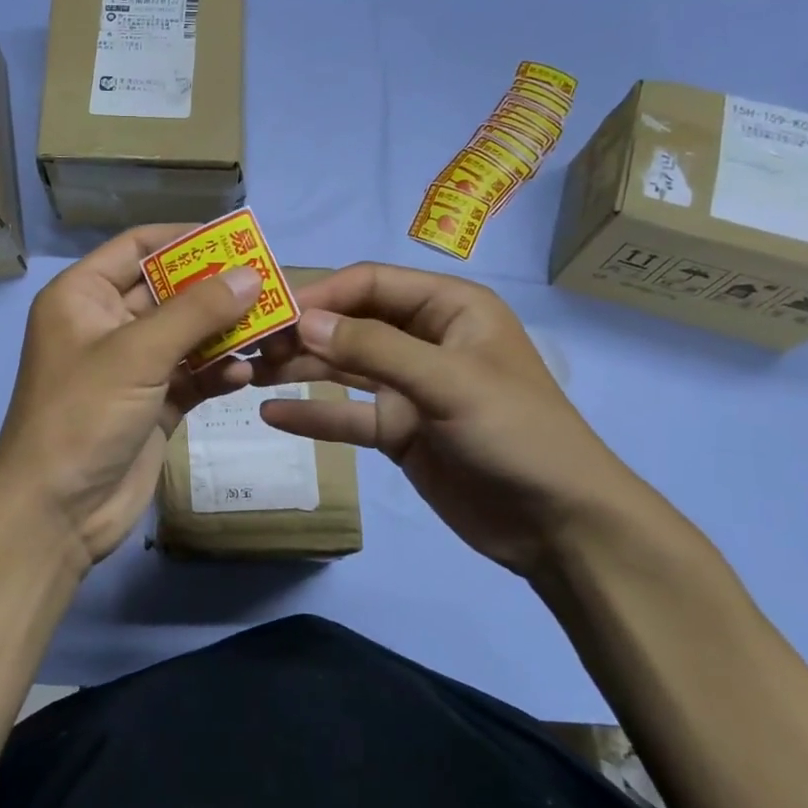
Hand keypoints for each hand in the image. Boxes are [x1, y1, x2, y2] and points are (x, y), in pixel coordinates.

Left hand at [0, 226, 262, 569]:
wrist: (56, 512)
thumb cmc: (82, 416)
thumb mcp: (138, 354)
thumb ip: (197, 311)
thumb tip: (251, 273)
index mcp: (83, 296)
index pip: (136, 247)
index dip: (184, 238)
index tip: (236, 238)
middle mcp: (105, 325)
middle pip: (169, 292)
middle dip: (217, 289)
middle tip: (271, 285)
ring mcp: (131, 368)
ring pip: (186, 335)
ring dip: (225, 333)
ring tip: (272, 328)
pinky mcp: (152, 405)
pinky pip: (192, 377)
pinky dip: (217, 374)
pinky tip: (244, 376)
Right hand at [252, 262, 669, 579]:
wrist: (559, 524)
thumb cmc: (515, 433)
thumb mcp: (448, 381)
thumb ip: (373, 349)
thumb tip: (303, 321)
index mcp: (449, 309)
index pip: (371, 284)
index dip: (321, 294)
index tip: (271, 313)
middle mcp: (425, 340)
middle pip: (350, 324)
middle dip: (303, 332)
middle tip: (250, 347)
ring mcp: (409, 388)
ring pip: (343, 369)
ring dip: (300, 370)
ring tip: (248, 374)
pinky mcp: (399, 431)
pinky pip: (348, 416)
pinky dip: (313, 415)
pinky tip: (272, 416)